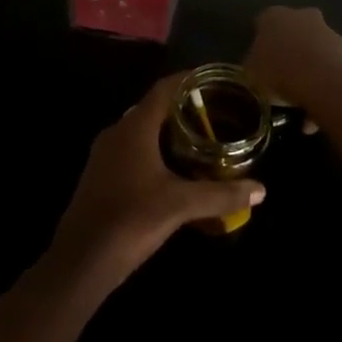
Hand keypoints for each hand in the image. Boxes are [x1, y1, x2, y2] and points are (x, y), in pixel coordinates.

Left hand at [47, 74, 263, 291]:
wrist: (80, 260)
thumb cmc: (131, 220)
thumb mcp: (180, 205)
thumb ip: (221, 195)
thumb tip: (261, 189)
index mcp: (134, 127)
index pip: (164, 88)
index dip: (189, 80)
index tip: (215, 81)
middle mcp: (117, 132)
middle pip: (154, 108)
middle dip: (183, 109)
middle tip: (215, 115)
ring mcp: (105, 155)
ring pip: (142, 132)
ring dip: (169, 134)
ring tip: (201, 143)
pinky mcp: (101, 176)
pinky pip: (133, 152)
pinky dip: (156, 153)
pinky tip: (175, 174)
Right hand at [244, 7, 341, 116]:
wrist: (326, 83)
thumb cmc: (279, 73)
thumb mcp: (251, 74)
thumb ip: (252, 66)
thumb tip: (256, 66)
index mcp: (274, 16)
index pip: (262, 24)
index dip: (259, 45)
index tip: (258, 65)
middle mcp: (302, 16)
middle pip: (292, 35)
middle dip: (288, 54)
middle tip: (280, 80)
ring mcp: (328, 32)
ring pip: (314, 54)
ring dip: (308, 76)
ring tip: (300, 108)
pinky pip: (329, 72)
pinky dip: (323, 91)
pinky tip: (315, 117)